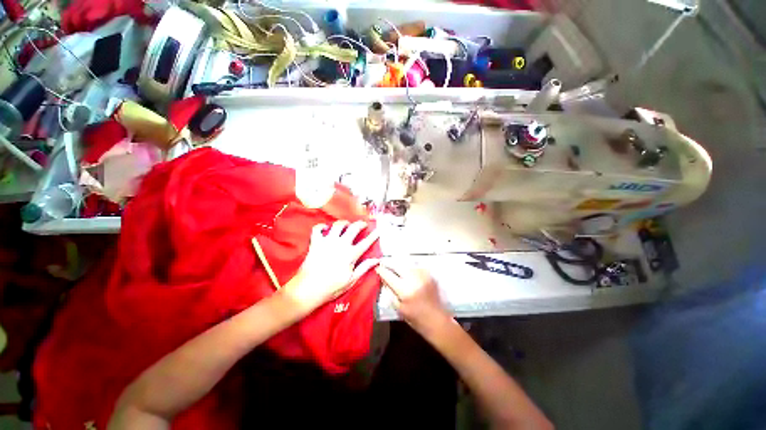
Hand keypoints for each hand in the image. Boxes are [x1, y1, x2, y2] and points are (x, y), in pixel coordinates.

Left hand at [284, 220, 378, 313]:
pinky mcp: (315, 243)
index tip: (378, 231)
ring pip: (337, 225)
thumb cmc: (331, 287)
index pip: (365, 243)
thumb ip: (364, 268)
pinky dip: (321, 226)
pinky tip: (326, 228)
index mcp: (350, 254)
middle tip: (363, 224)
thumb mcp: (351, 280)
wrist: (307, 290)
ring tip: (347, 224)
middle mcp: (340, 245)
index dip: (373, 236)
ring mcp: (327, 242)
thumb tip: (376, 260)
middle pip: (353, 229)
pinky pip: (317, 229)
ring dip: (344, 223)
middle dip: (360, 224)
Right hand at [376, 261, 450, 333]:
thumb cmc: (416, 318)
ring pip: (407, 265)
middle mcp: (413, 279)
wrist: (437, 320)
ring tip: (397, 271)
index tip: (377, 268)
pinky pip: (415, 267)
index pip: (389, 275)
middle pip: (398, 265)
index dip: (381, 270)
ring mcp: (422, 275)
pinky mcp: (429, 274)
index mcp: (404, 290)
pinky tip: (409, 275)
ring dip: (400, 267)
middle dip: (390, 265)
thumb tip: (383, 279)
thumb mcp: (399, 308)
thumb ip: (390, 292)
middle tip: (385, 265)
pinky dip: (410, 269)